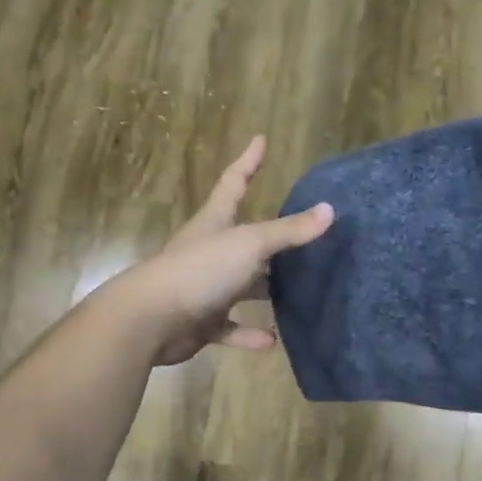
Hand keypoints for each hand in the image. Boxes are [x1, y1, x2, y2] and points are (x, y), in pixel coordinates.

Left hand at [109, 136, 333, 365]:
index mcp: (215, 222)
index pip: (233, 183)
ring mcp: (205, 287)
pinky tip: (273, 340)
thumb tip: (330, 210)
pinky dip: (250, 334)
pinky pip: (232, 327)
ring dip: (264, 289)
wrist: (151, 319)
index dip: (248, 161)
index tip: (260, 140)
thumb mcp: (249, 244)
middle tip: (301, 234)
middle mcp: (209, 251)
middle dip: (269, 237)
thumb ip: (288, 231)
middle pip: (243, 239)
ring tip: (298, 292)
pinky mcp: (202, 321)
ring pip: (241, 285)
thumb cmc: (200, 270)